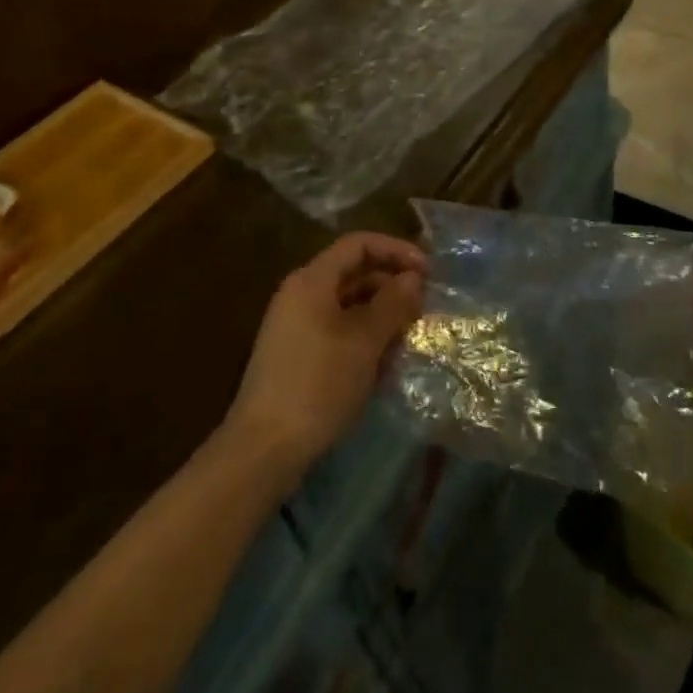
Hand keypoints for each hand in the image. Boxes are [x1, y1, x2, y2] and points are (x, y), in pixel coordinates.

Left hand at [222, 232, 426, 484]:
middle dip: (391, 284)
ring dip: (381, 312)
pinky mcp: (297, 354)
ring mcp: (295, 325)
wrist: (264, 448)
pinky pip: (337, 329)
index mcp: (312, 280)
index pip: (358, 244)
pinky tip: (385, 359)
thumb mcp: (364, 341)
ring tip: (411, 333)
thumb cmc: (318, 384)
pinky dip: (364, 335)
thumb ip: (392, 304)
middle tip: (424, 306)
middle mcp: (300, 294)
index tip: (428, 271)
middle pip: (353, 272)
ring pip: (347, 304)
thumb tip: (413, 279)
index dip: (396, 250)